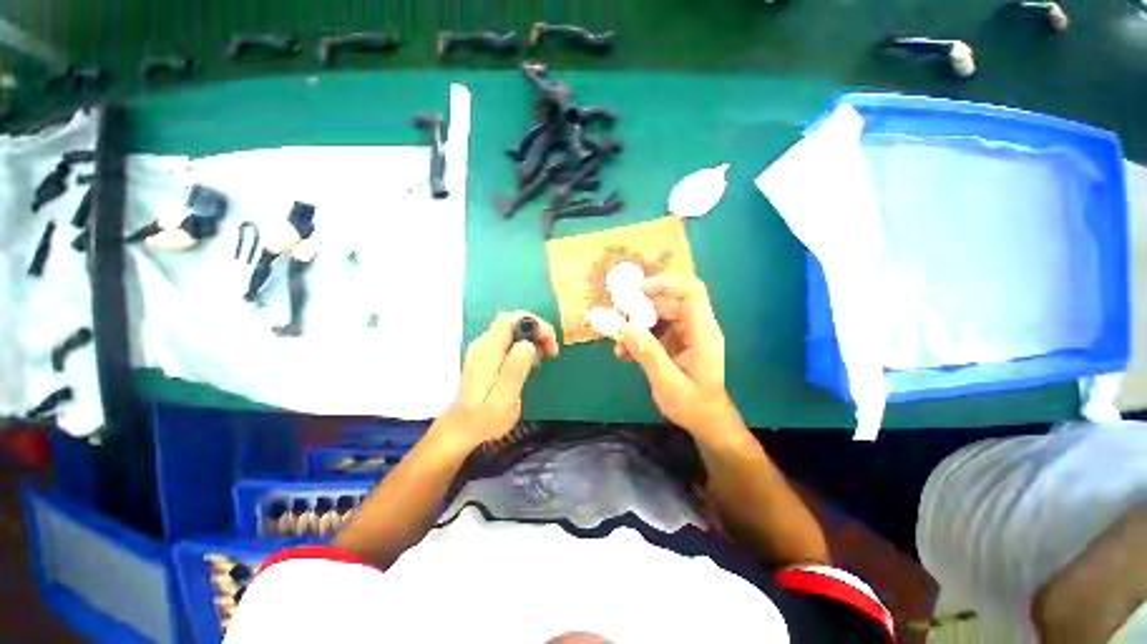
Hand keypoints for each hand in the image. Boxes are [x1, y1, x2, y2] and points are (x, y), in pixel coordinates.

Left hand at [435, 311, 559, 450]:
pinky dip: (525, 345)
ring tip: (545, 357)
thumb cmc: (483, 420)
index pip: (511, 319)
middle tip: (551, 351)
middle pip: (513, 321)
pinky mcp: (486, 356)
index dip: (534, 324)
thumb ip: (514, 370)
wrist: (460, 431)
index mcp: (487, 351)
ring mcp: (483, 349)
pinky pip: (509, 341)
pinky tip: (531, 362)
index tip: (548, 344)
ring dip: (533, 338)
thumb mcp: (503, 399)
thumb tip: (528, 344)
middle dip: (537, 330)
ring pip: (513, 329)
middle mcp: (483, 344)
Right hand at [615, 275, 736, 434]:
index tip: (637, 291)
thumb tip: (626, 326)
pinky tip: (624, 353)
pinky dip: (638, 337)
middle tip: (616, 317)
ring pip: (657, 316)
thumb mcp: (668, 383)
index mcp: (703, 333)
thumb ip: (649, 354)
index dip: (665, 284)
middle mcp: (695, 328)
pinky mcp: (674, 343)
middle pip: (668, 302)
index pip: (691, 292)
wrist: (706, 423)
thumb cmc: (693, 406)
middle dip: (640, 307)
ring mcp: (684, 335)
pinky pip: (654, 331)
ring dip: (636, 325)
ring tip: (618, 343)